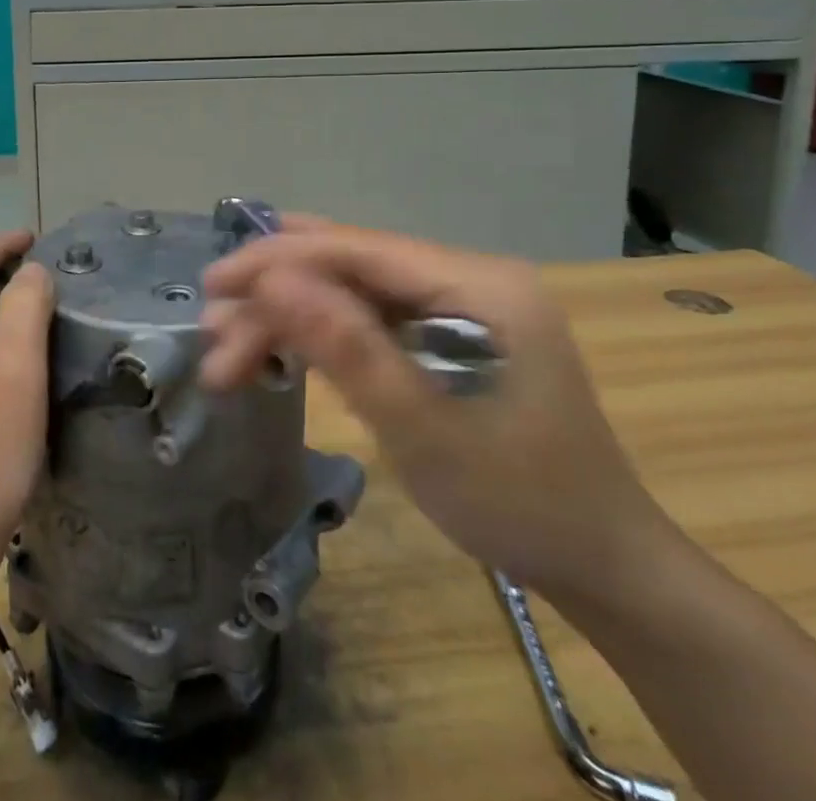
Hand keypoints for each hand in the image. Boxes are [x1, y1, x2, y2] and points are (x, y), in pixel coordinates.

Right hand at [200, 218, 679, 604]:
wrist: (603, 566)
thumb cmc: (519, 501)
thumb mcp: (423, 429)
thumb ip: (346, 346)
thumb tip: (272, 278)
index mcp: (478, 283)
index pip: (358, 248)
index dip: (278, 259)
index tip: (213, 285)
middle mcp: (468, 277)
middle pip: (350, 267)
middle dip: (276, 297)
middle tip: (212, 334)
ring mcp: (461, 304)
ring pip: (353, 292)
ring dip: (290, 319)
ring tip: (230, 355)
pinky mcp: (450, 334)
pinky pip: (372, 319)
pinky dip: (322, 337)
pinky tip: (279, 351)